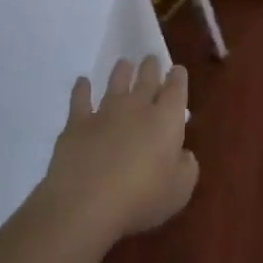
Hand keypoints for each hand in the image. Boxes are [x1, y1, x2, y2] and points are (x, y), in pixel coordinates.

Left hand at [40, 56, 197, 243]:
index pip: (176, 90)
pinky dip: (81, 89)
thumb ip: (186, 168)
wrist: (86, 203)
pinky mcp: (76, 125)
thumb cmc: (142, 198)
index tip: (177, 69)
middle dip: (151, 68)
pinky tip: (82, 82)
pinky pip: (79, 100)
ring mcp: (104, 114)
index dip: (178, 78)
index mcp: (166, 120)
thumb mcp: (180, 190)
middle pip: (146, 81)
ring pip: (115, 84)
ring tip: (124, 63)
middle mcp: (137, 109)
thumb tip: (184, 154)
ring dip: (121, 72)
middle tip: (151, 58)